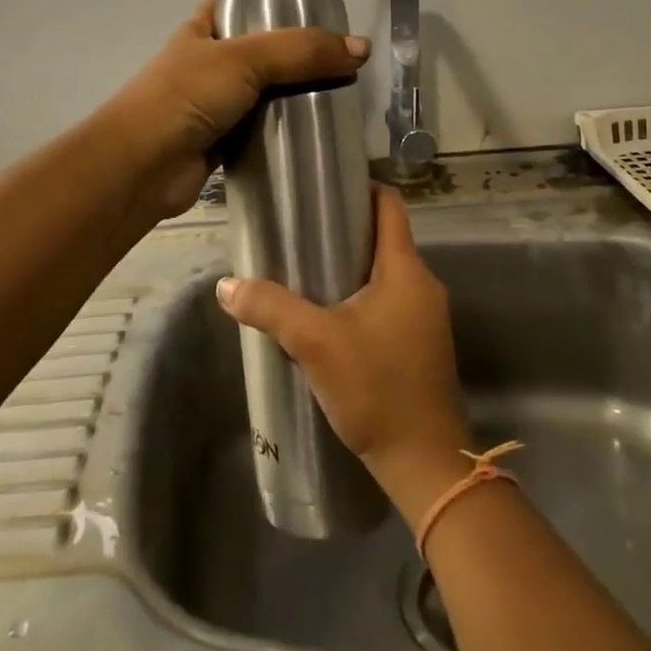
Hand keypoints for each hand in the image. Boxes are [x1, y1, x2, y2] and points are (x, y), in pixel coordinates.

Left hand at [103, 0, 369, 219]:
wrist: (142, 166)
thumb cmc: (187, 96)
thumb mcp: (246, 59)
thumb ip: (303, 51)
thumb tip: (362, 49)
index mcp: (201, 31)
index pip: (238, 6)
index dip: (272, 6)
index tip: (314, 18)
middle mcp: (205, 65)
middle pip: (259, 53)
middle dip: (295, 58)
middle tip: (339, 64)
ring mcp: (212, 106)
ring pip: (262, 95)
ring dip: (292, 98)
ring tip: (338, 98)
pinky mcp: (221, 144)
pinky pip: (260, 131)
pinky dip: (283, 133)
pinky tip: (316, 134)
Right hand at [215, 187, 473, 520]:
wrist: (425, 463)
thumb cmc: (376, 388)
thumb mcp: (316, 343)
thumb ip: (270, 308)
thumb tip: (225, 285)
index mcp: (405, 269)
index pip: (389, 204)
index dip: (358, 187)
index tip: (321, 188)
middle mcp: (422, 283)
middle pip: (384, 236)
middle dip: (343, 230)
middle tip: (298, 230)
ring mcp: (425, 315)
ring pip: (384, 272)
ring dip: (349, 266)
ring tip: (304, 269)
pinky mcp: (419, 342)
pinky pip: (387, 300)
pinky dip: (359, 295)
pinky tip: (327, 313)